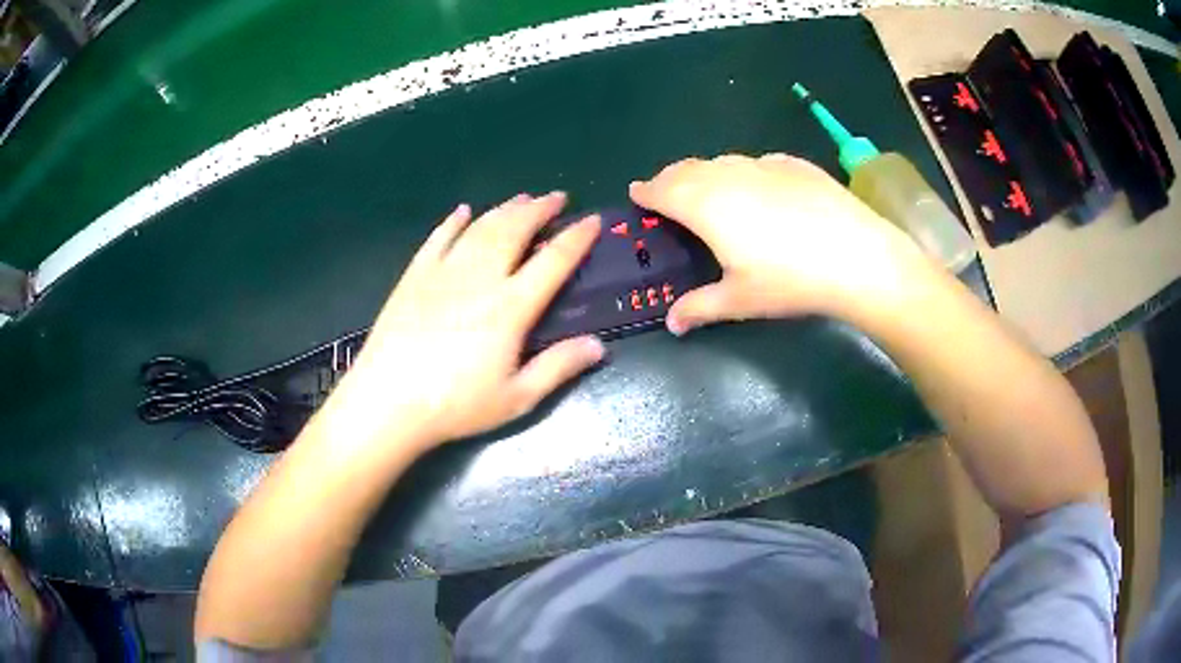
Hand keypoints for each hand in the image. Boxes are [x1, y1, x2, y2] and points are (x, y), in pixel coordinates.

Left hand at [322, 193, 604, 453]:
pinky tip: (463, 211)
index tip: (593, 220)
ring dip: (505, 208)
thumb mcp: (516, 398)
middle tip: (557, 198)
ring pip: (480, 227)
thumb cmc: (455, 406)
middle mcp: (480, 278)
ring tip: (522, 198)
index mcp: (510, 307)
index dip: (576, 238)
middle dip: (540, 209)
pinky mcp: (414, 276)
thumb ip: (559, 368)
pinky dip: (454, 221)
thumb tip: (600, 345)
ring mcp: (443, 272)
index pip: (553, 261)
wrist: (388, 402)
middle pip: (514, 230)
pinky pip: (438, 238)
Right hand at [629, 154, 928, 333]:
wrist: (856, 256)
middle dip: (670, 178)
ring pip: (722, 162)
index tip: (637, 194)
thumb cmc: (790, 281)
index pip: (663, 190)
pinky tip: (758, 190)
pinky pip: (756, 163)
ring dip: (705, 173)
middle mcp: (728, 176)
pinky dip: (744, 173)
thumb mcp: (741, 299)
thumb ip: (700, 307)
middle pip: (687, 169)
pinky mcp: (794, 164)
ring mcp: (763, 165)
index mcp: (705, 205)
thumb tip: (672, 323)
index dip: (646, 192)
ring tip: (709, 190)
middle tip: (665, 192)